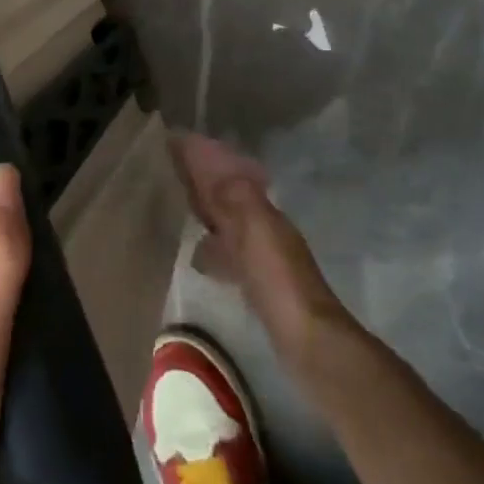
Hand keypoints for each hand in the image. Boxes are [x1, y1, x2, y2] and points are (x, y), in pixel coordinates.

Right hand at [171, 133, 355, 365]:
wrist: (308, 341)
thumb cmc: (279, 282)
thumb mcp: (257, 231)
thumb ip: (236, 197)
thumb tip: (213, 161)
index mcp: (263, 213)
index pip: (228, 177)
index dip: (204, 161)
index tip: (178, 142)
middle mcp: (265, 230)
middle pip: (229, 198)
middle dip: (205, 181)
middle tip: (175, 167)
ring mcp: (263, 259)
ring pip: (229, 224)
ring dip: (209, 210)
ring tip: (182, 204)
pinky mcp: (258, 286)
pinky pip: (229, 252)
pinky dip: (214, 244)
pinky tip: (203, 253)